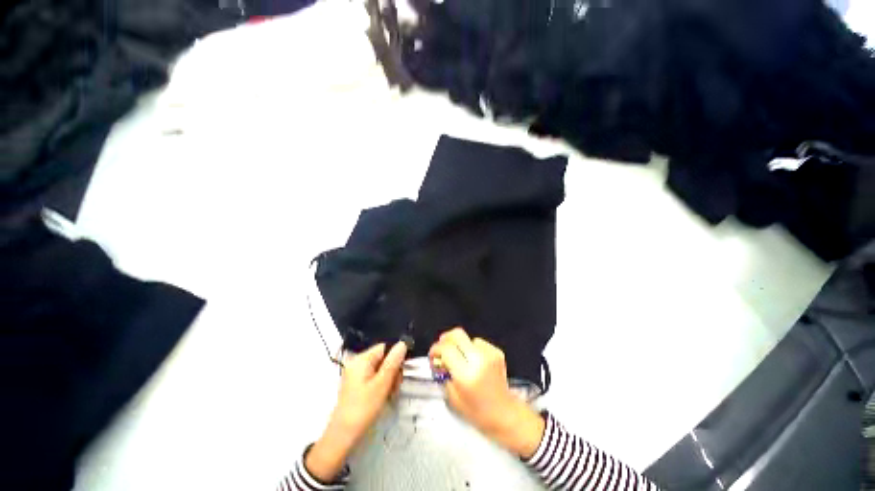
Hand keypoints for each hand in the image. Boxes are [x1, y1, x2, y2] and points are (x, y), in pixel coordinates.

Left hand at [306, 341, 407, 481]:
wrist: (343, 436)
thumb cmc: (364, 407)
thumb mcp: (382, 383)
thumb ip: (393, 362)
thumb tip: (402, 343)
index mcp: (361, 359)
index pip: (385, 347)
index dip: (395, 357)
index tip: (401, 372)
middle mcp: (357, 362)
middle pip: (383, 357)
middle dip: (393, 370)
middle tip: (395, 387)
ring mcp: (356, 373)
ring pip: (380, 368)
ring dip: (389, 379)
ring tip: (390, 394)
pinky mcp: (356, 384)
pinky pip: (374, 376)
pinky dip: (381, 384)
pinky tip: (384, 395)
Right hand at [429, 328, 544, 458]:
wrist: (505, 414)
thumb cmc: (477, 412)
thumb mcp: (453, 398)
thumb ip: (444, 375)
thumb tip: (439, 360)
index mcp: (466, 374)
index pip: (446, 349)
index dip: (436, 349)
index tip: (433, 355)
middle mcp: (479, 360)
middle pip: (457, 334)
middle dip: (446, 339)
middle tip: (442, 348)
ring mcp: (489, 354)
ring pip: (467, 338)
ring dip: (460, 345)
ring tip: (460, 359)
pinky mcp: (497, 352)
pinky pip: (479, 342)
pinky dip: (472, 349)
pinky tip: (474, 361)